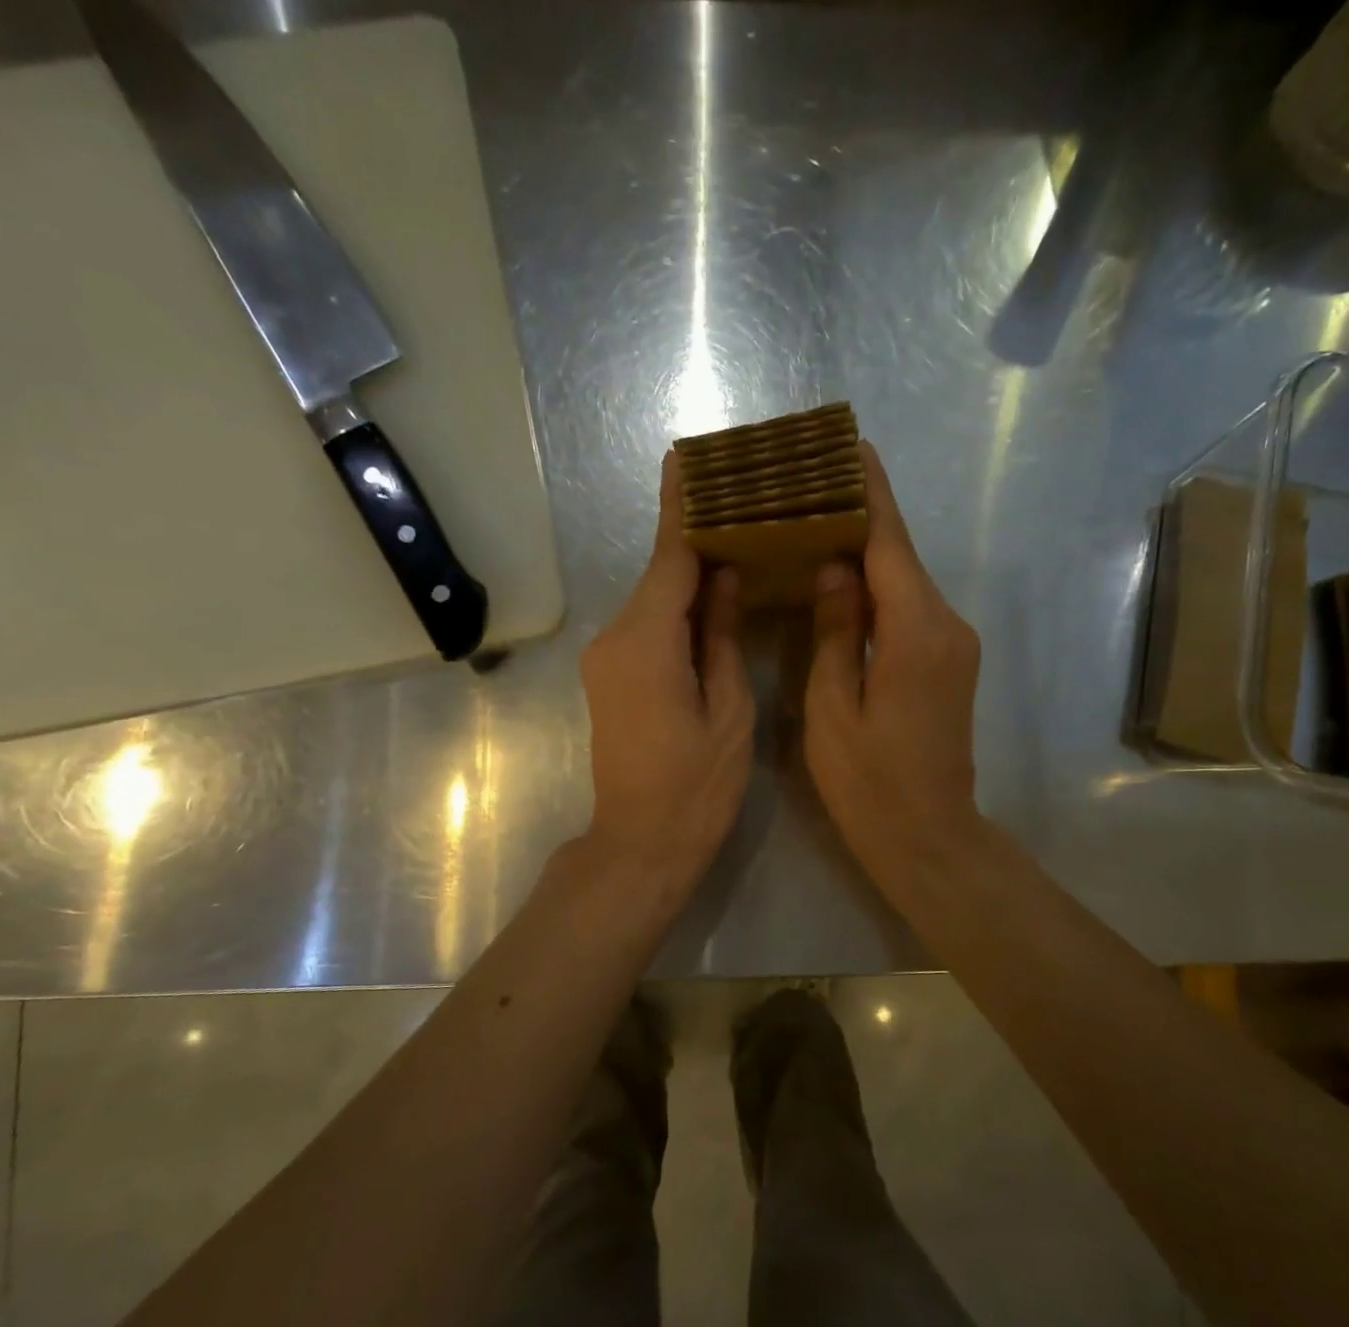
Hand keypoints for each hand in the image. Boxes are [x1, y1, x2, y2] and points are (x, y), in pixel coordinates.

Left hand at [579, 451, 754, 898]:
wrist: (640, 845)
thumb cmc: (696, 786)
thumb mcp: (729, 710)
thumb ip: (722, 636)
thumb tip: (723, 577)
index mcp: (647, 641)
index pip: (669, 557)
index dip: (683, 508)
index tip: (689, 458)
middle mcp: (615, 638)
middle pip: (661, 576)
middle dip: (696, 540)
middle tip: (742, 505)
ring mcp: (606, 660)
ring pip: (655, 603)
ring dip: (690, 578)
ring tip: (738, 547)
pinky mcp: (609, 679)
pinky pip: (647, 629)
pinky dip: (678, 611)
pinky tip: (712, 602)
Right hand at [805, 442, 984, 897]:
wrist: (929, 837)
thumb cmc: (870, 783)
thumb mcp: (834, 709)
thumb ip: (835, 632)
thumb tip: (833, 568)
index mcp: (917, 632)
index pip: (890, 543)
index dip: (870, 492)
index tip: (849, 446)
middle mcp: (947, 625)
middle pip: (901, 555)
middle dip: (861, 516)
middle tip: (810, 486)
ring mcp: (955, 645)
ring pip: (906, 582)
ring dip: (867, 553)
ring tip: (816, 523)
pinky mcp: (950, 663)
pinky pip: (911, 609)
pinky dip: (879, 588)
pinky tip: (842, 582)